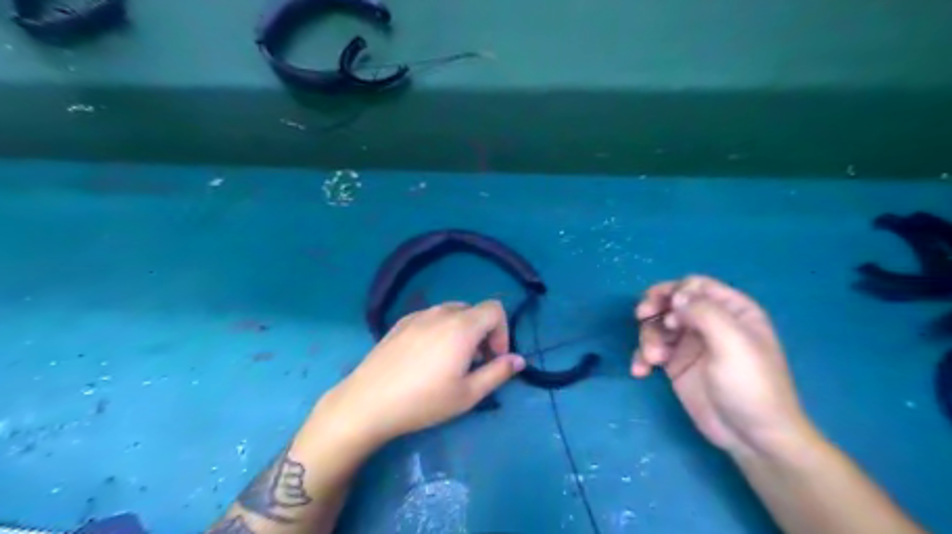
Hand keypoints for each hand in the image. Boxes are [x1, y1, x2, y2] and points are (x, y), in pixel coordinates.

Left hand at [324, 300, 523, 446]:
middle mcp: (441, 313)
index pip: (495, 309)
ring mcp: (418, 315)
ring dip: (462, 330)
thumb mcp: (468, 394)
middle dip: (483, 332)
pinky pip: (431, 317)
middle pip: (474, 310)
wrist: (368, 402)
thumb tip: (519, 360)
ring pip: (452, 312)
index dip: (502, 331)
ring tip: (451, 360)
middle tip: (475, 362)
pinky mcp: (400, 323)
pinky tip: (426, 357)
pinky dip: (440, 329)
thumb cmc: (423, 401)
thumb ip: (498, 373)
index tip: (493, 358)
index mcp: (462, 326)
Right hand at [630, 276, 808, 453]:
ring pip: (657, 325)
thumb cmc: (749, 385)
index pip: (696, 285)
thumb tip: (675, 296)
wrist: (752, 437)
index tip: (664, 307)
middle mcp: (709, 323)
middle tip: (641, 316)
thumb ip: (704, 312)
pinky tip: (640, 371)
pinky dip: (642, 357)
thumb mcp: (732, 343)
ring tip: (652, 360)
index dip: (675, 291)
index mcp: (731, 311)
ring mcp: (690, 344)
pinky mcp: (676, 365)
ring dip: (648, 337)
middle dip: (654, 309)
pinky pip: (652, 350)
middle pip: (671, 302)